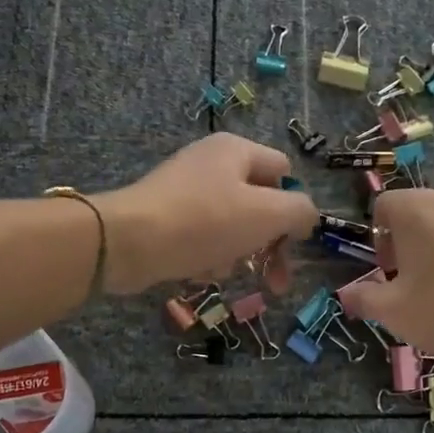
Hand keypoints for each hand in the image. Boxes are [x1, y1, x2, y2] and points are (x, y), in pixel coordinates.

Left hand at [96, 133, 318, 294]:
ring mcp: (186, 189)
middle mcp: (211, 163)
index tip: (293, 243)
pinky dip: (208, 255)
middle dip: (269, 244)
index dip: (294, 207)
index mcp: (237, 150)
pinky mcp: (166, 216)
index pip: (284, 173)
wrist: (128, 241)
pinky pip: (202, 237)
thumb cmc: (205, 222)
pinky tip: (199, 271)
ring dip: (238, 253)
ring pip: (232, 225)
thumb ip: (300, 212)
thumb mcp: (267, 214)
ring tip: (223, 271)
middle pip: (259, 204)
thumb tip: (305, 218)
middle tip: (276, 282)